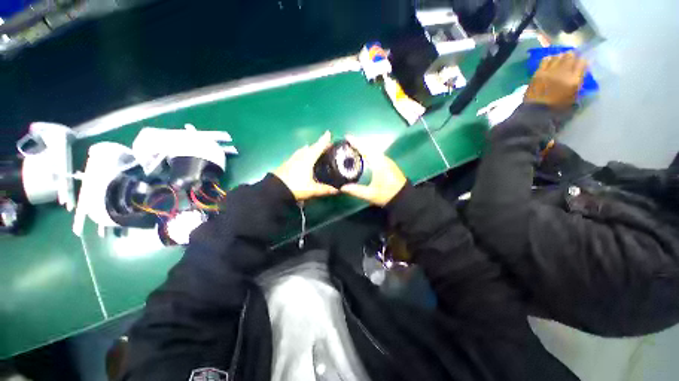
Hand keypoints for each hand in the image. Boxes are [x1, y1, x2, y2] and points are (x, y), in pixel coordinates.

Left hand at [273, 131, 338, 200]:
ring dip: (310, 148)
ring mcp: (292, 159)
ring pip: (303, 150)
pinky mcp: (287, 163)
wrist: (275, 190)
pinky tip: (304, 159)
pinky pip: (298, 154)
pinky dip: (304, 154)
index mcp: (307, 159)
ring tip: (316, 151)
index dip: (324, 140)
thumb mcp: (312, 189)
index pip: (318, 147)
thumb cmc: (296, 187)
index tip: (328, 133)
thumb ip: (325, 189)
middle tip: (326, 146)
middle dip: (319, 145)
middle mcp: (300, 156)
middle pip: (311, 147)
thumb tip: (338, 190)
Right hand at [340, 136, 406, 205]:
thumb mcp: (371, 195)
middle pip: (369, 147)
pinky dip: (368, 152)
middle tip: (346, 142)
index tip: (347, 137)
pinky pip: (376, 154)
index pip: (365, 150)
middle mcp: (383, 159)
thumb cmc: (387, 195)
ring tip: (352, 147)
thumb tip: (342, 187)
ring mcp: (387, 161)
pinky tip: (363, 156)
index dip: (356, 142)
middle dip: (358, 143)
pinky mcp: (389, 164)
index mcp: (379, 164)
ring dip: (363, 147)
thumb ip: (356, 191)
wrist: (404, 198)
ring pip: (373, 150)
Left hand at [525, 52, 587, 109]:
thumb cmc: (556, 107)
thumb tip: (580, 73)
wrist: (535, 111)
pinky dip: (550, 59)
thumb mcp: (573, 97)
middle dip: (572, 56)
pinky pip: (545, 60)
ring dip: (561, 56)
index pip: (582, 63)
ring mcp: (550, 72)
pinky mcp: (538, 73)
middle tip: (571, 58)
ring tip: (561, 59)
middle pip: (570, 56)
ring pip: (558, 56)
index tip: (581, 63)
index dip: (582, 61)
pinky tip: (551, 61)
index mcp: (574, 80)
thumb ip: (578, 83)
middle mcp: (563, 73)